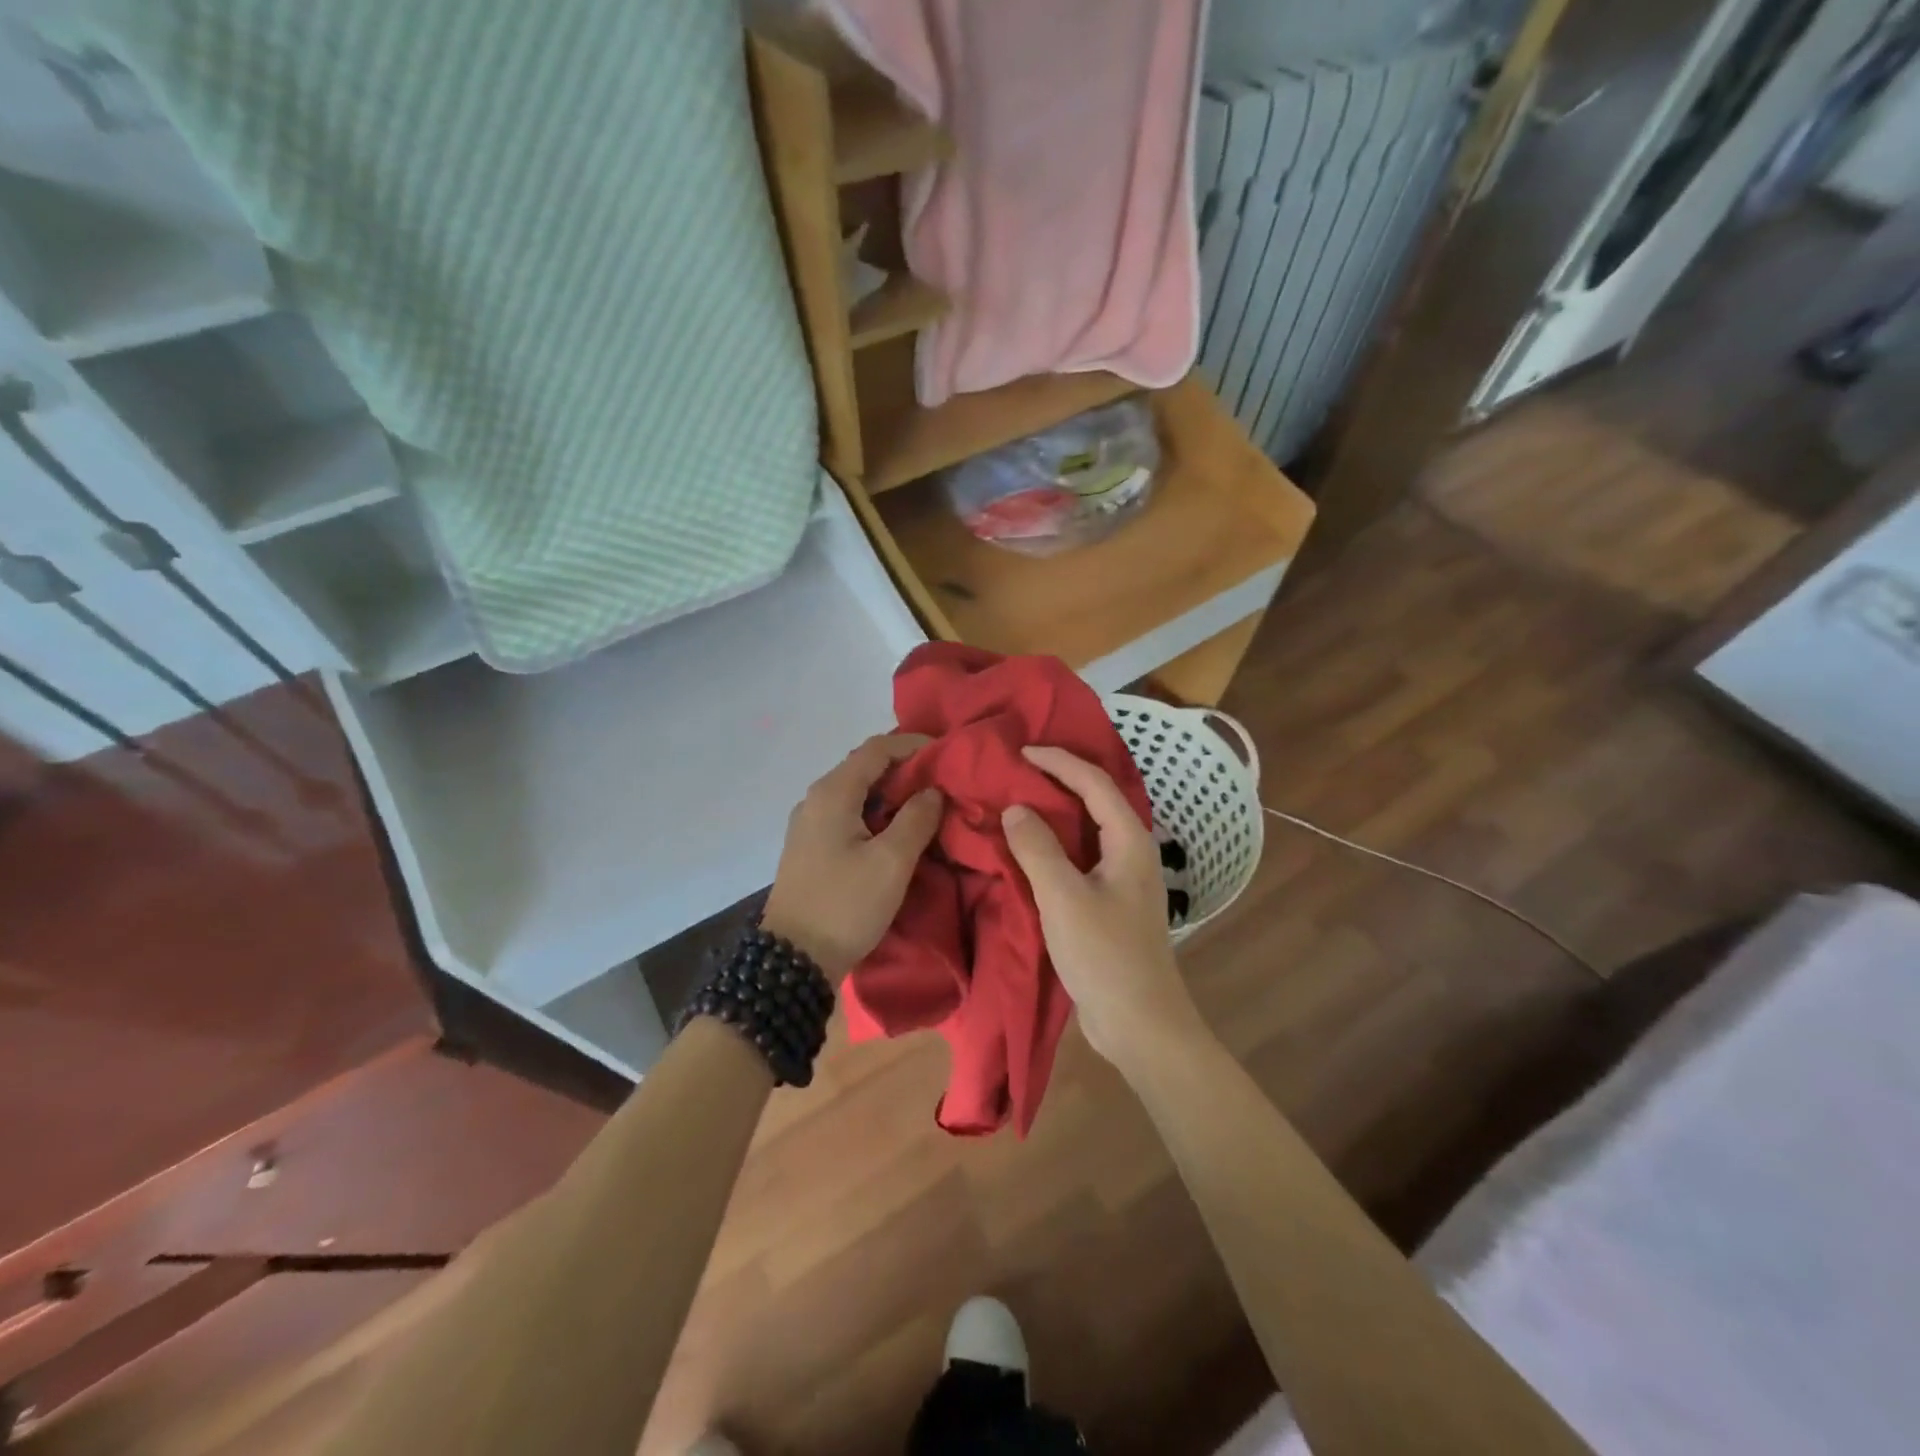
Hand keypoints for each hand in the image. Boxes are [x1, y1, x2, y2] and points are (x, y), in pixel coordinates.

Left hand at [762, 733, 943, 977]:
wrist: (793, 960)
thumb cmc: (845, 905)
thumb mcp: (891, 862)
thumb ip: (917, 819)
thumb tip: (932, 790)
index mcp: (833, 793)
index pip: (877, 748)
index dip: (913, 744)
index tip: (947, 752)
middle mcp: (815, 799)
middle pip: (864, 766)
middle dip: (905, 767)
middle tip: (942, 778)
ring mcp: (809, 823)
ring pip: (856, 791)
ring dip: (891, 792)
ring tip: (927, 802)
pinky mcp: (810, 846)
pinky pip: (848, 813)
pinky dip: (876, 811)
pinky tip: (896, 828)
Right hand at [1001, 746, 1208, 1073]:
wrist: (1140, 1023)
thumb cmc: (1105, 955)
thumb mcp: (1063, 897)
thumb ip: (1037, 848)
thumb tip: (1016, 808)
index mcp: (1128, 840)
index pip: (1094, 782)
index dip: (1058, 761)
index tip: (1020, 751)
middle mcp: (1129, 850)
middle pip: (1093, 799)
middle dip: (1057, 779)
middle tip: (1015, 769)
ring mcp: (1121, 878)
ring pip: (1085, 830)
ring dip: (1053, 812)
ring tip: (1015, 799)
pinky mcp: (1108, 902)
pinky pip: (1078, 857)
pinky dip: (1053, 844)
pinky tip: (1027, 848)